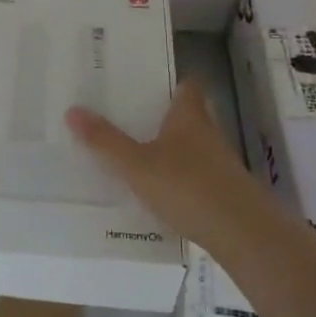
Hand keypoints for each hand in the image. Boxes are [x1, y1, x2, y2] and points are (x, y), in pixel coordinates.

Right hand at [66, 80, 260, 247]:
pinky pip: (198, 176)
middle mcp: (208, 133)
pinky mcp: (225, 192)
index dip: (172, 82)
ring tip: (139, 155)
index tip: (148, 83)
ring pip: (194, 146)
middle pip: (190, 115)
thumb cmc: (188, 187)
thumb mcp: (137, 165)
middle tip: (133, 118)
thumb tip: (72, 110)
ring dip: (173, 149)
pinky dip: (182, 179)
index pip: (188, 85)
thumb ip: (105, 141)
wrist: (243, 234)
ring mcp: (221, 164)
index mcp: (189, 116)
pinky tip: (161, 193)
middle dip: (166, 117)